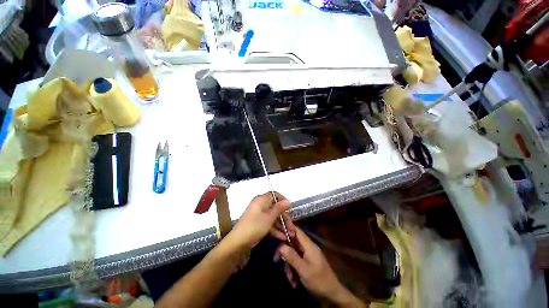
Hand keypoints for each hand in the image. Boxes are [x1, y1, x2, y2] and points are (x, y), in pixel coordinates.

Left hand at [229, 192, 295, 250]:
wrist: (238, 243)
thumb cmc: (255, 226)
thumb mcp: (269, 217)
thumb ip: (279, 208)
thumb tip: (288, 201)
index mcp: (261, 200)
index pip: (274, 195)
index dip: (283, 200)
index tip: (290, 209)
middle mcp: (260, 205)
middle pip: (275, 207)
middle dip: (284, 217)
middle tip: (292, 227)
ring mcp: (259, 215)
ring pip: (273, 217)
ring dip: (281, 225)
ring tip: (290, 234)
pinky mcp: (258, 224)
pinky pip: (268, 223)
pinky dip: (275, 229)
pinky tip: (282, 237)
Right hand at [276, 227, 366, 306]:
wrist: (332, 294)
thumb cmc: (319, 280)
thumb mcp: (304, 270)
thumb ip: (292, 257)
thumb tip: (281, 245)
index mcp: (308, 245)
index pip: (296, 230)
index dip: (287, 227)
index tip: (277, 230)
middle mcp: (307, 247)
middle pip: (292, 242)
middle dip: (285, 252)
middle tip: (276, 260)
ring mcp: (307, 255)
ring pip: (293, 253)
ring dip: (289, 266)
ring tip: (290, 279)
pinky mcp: (307, 262)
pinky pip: (296, 261)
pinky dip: (293, 270)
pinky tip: (294, 282)